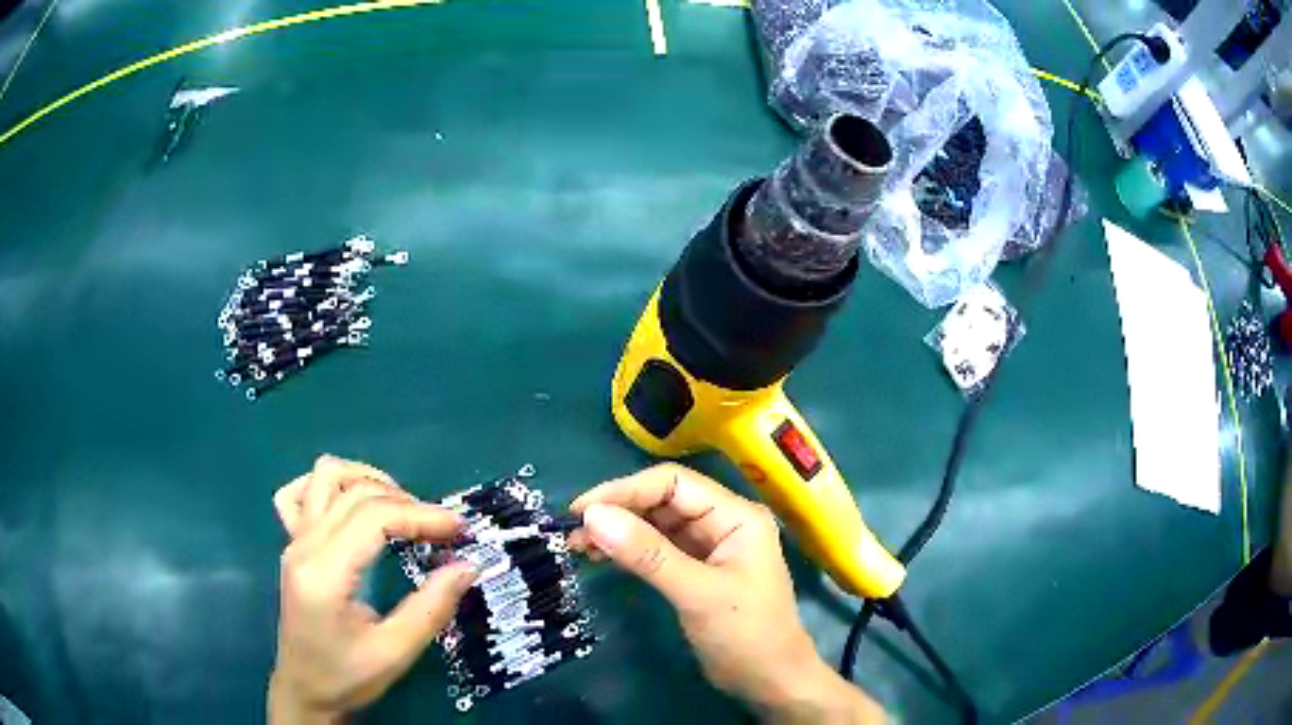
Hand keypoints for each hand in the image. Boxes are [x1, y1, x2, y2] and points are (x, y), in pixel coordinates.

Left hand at [269, 455, 477, 723]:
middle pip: (355, 492)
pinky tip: (352, 507)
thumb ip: (431, 608)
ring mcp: (294, 540)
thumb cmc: (347, 676)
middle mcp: (304, 545)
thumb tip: (468, 566)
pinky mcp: (292, 544)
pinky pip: (300, 492)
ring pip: (325, 476)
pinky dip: (330, 486)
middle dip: (406, 502)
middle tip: (442, 531)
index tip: (459, 530)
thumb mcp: (396, 652)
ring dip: (368, 481)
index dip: (422, 516)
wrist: (305, 690)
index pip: (374, 517)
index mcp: (325, 572)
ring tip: (402, 510)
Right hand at [569, 464, 884, 722]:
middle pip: (663, 501)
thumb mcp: (696, 593)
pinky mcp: (698, 570)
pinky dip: (630, 550)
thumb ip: (647, 553)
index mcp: (736, 516)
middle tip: (573, 532)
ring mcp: (711, 547)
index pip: (673, 484)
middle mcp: (723, 523)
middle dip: (618, 511)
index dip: (624, 491)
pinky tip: (603, 557)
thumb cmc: (745, 635)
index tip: (581, 511)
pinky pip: (658, 549)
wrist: (771, 681)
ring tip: (579, 546)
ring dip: (620, 531)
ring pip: (657, 525)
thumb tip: (592, 516)